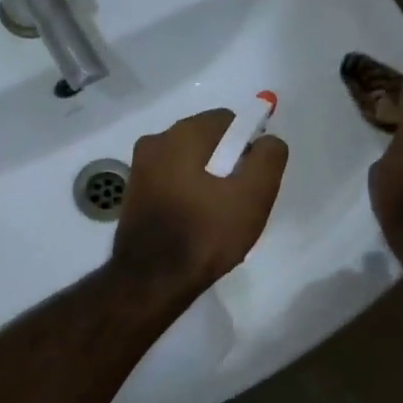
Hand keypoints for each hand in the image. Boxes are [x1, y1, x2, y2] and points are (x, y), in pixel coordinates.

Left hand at [112, 109, 289, 293]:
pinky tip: (194, 224)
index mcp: (183, 134)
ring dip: (206, 181)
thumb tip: (266, 141)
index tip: (252, 181)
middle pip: (207, 142)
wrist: (152, 280)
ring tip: (216, 218)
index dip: (248, 148)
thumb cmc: (207, 233)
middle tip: (237, 203)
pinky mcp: (133, 195)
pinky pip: (171, 184)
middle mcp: (155, 142)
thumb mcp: (254, 194)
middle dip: (227, 164)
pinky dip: (186, 196)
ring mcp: (139, 169)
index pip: (230, 122)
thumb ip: (269, 157)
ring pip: (188, 164)